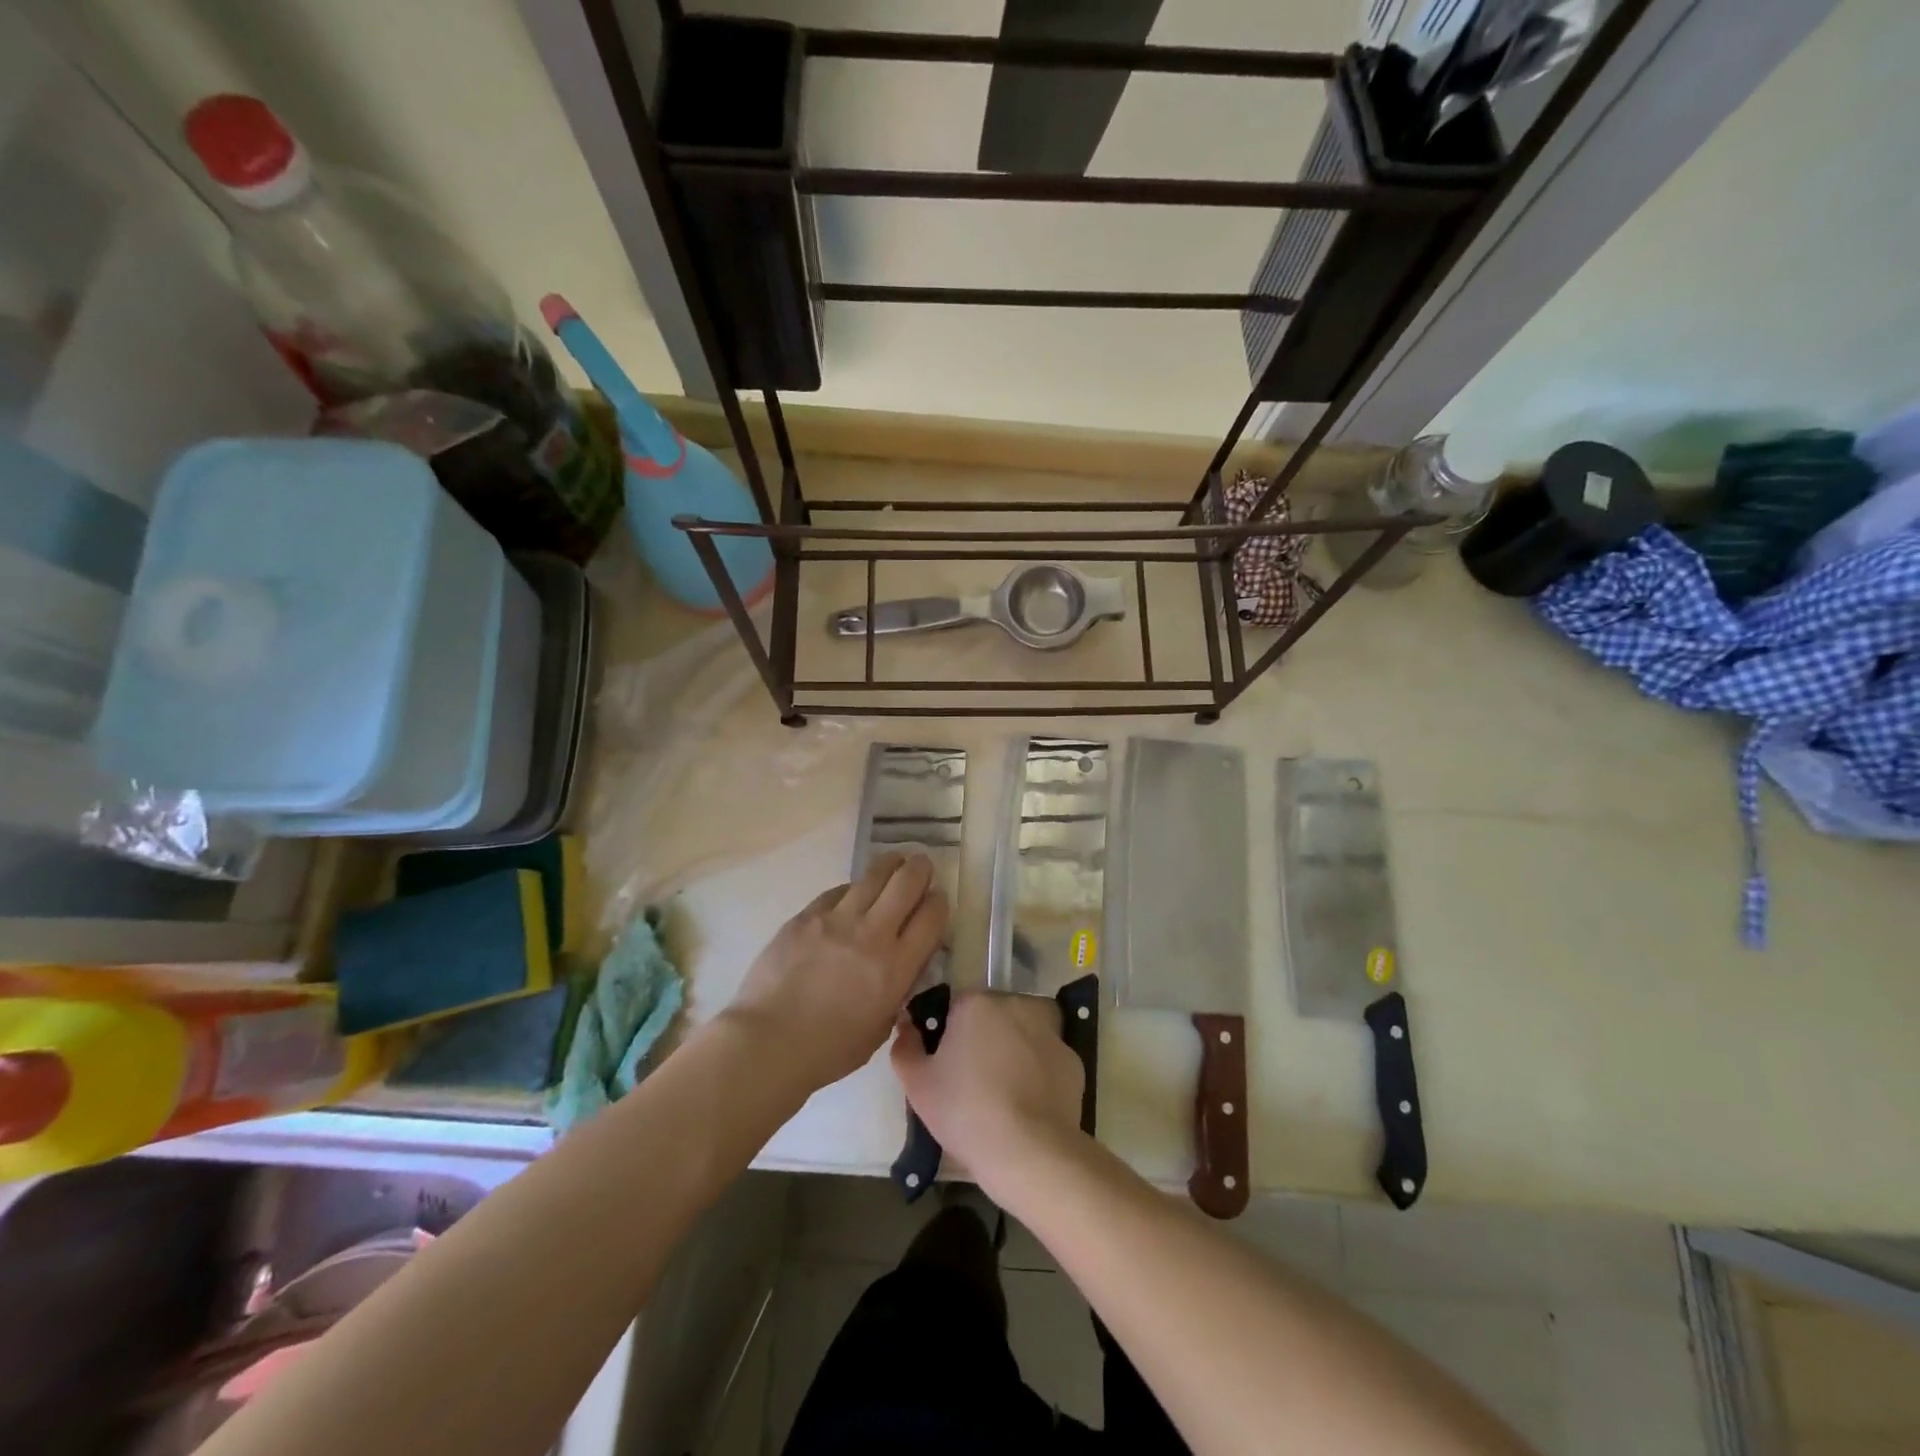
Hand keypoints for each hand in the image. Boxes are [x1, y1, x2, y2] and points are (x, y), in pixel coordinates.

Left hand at [729, 853, 948, 1092]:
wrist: (769, 1041)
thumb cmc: (828, 1050)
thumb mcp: (881, 1027)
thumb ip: (898, 989)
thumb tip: (904, 966)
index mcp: (896, 967)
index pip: (932, 917)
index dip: (940, 902)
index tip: (939, 899)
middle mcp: (873, 934)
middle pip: (907, 883)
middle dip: (920, 869)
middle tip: (921, 866)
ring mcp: (837, 919)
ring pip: (873, 875)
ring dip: (890, 865)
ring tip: (895, 861)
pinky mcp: (807, 915)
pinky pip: (838, 891)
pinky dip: (852, 889)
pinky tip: (853, 893)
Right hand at [891, 992, 1084, 1191]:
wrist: (1029, 1151)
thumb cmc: (965, 1111)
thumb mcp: (917, 1084)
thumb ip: (905, 1047)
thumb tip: (906, 1025)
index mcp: (977, 1003)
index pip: (956, 1008)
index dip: (948, 1036)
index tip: (946, 1067)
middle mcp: (1017, 1005)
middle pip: (992, 1018)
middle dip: (982, 1041)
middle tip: (972, 1083)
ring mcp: (1050, 1031)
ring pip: (1021, 1037)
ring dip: (1012, 1054)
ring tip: (1002, 1098)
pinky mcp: (1073, 1060)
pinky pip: (1046, 1061)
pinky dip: (1038, 1075)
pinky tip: (1028, 1106)